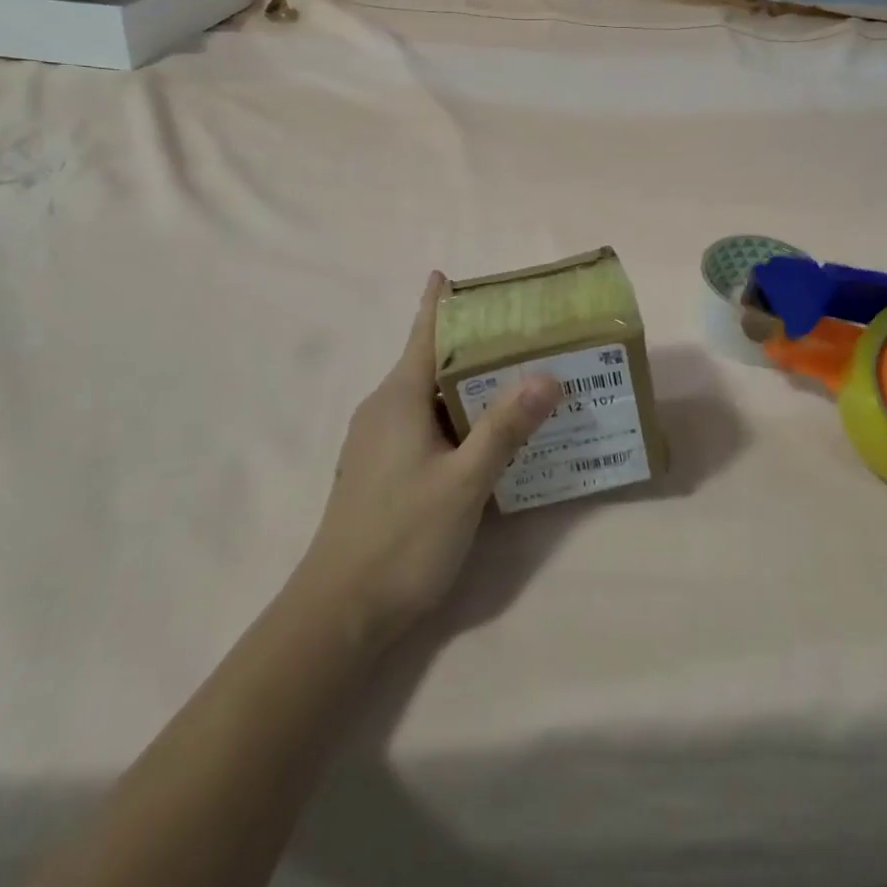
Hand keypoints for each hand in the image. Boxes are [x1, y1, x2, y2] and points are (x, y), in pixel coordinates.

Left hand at [297, 273, 560, 649]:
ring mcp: (378, 441)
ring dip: (468, 385)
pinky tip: (487, 434)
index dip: (440, 302)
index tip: (455, 274)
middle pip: (431, 361)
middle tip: (522, 333)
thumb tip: (547, 376)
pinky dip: (456, 416)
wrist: (339, 612)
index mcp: (399, 397)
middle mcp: (384, 409)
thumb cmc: (402, 538)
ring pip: (429, 397)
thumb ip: (505, 428)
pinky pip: (424, 425)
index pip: (424, 333)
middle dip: (472, 345)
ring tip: (516, 378)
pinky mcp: (381, 469)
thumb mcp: (464, 482)